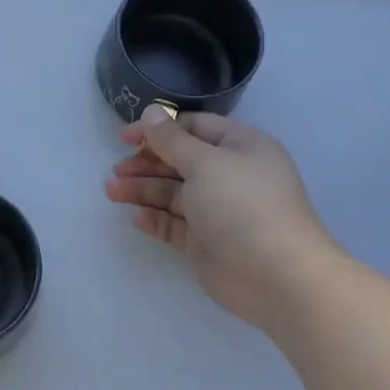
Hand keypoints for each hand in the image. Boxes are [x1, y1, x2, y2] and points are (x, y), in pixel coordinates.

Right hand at [106, 107, 341, 330]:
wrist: (277, 277)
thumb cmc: (243, 206)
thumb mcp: (205, 163)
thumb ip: (172, 139)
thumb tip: (151, 111)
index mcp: (240, 147)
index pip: (194, 128)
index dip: (159, 129)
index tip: (125, 137)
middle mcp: (230, 175)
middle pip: (180, 161)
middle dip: (147, 163)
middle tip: (117, 170)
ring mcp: (218, 210)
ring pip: (173, 193)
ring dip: (143, 189)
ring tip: (112, 191)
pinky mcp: (206, 242)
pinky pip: (175, 224)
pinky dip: (155, 218)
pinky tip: (136, 218)